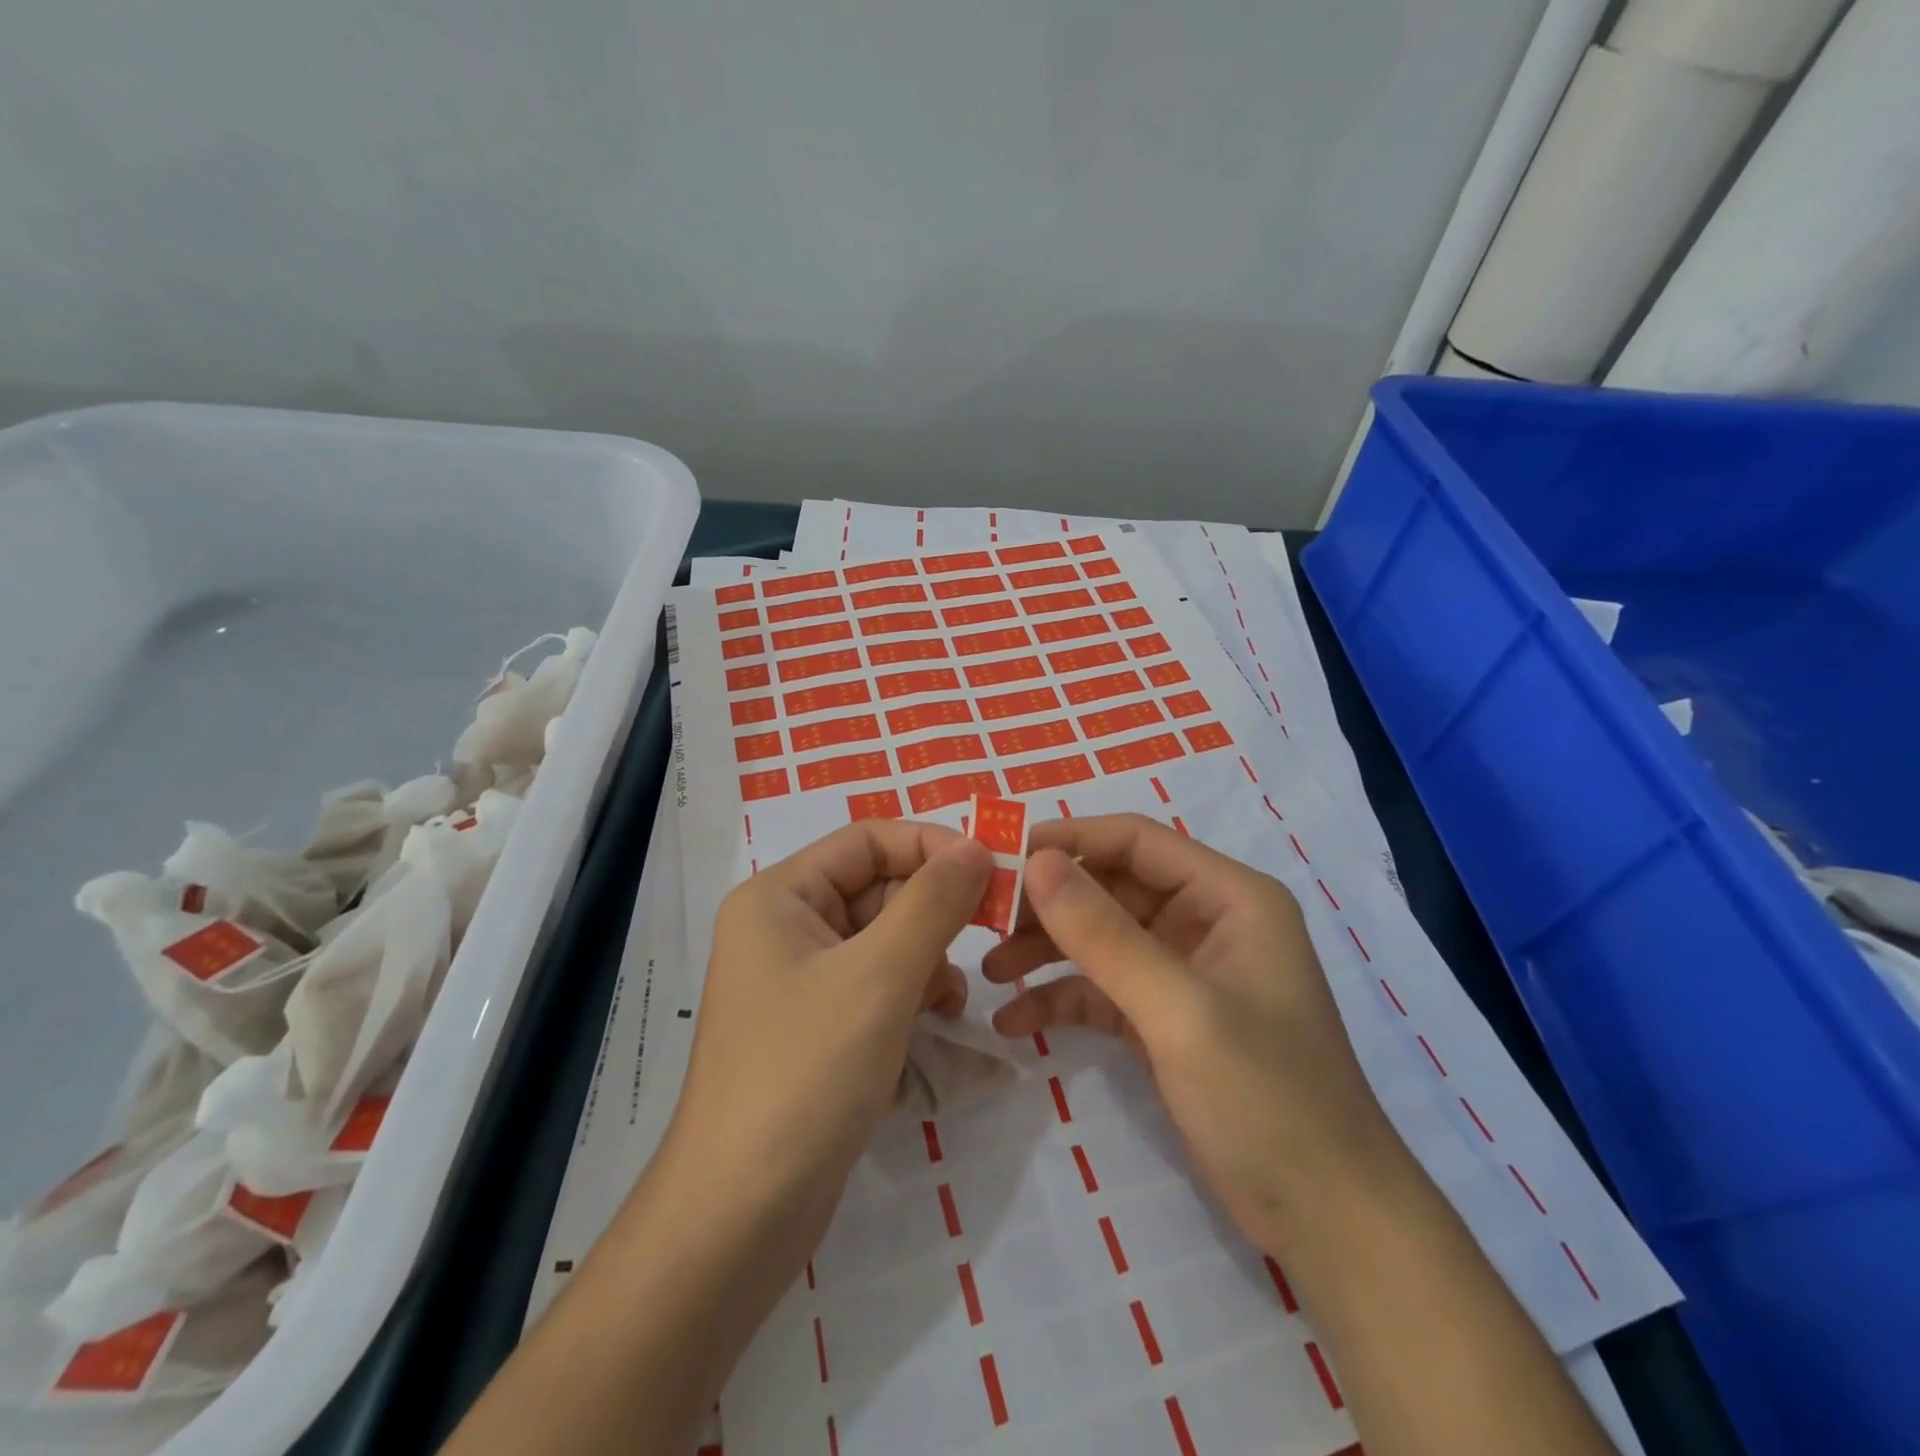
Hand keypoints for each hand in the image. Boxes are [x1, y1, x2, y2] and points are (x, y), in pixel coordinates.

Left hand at [662, 820, 993, 1260]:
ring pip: (883, 937)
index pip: (868, 839)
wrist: (739, 1216)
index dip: (933, 845)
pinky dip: (911, 992)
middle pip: (877, 887)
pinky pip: (876, 983)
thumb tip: (977, 847)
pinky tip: (934, 1021)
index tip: (995, 869)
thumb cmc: (806, 1074)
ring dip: (927, 956)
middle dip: (933, 910)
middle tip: (990, 933)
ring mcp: (799, 979)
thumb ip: (933, 903)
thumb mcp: (879, 977)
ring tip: (950, 999)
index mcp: (779, 896)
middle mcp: (784, 926)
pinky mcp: (816, 1026)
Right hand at [984, 813, 1402, 1249]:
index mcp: (1228, 896)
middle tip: (983, 920)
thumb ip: (1104, 935)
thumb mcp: (1180, 1010)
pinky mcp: (1164, 1018)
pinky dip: (1060, 998)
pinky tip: (1014, 1021)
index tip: (1000, 857)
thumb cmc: (1267, 1099)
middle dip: (1048, 902)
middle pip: (1111, 886)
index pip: (1135, 841)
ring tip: (987, 971)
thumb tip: (1035, 862)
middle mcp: (1206, 921)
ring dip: (1045, 949)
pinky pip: (1101, 989)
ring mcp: (1183, 971)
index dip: (1067, 840)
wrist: (1328, 1224)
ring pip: (1100, 937)